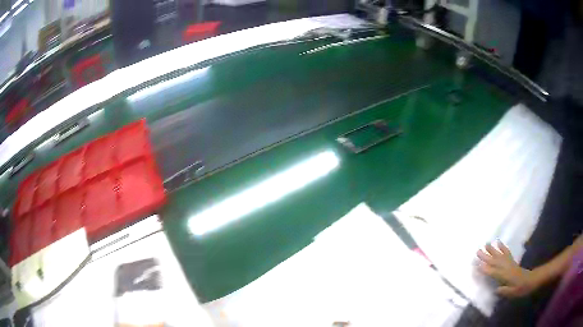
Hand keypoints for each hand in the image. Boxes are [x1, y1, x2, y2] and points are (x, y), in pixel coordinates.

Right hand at [476, 241, 538, 297]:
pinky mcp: (512, 261)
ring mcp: (510, 263)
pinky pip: (507, 253)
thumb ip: (505, 291)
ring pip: (500, 255)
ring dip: (493, 250)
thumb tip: (496, 289)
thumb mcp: (513, 293)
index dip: (485, 269)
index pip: (494, 272)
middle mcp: (507, 268)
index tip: (477, 265)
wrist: (531, 280)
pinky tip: (499, 243)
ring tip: (486, 243)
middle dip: (486, 257)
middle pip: (495, 261)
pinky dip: (502, 247)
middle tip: (477, 251)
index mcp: (506, 276)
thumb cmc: (521, 289)